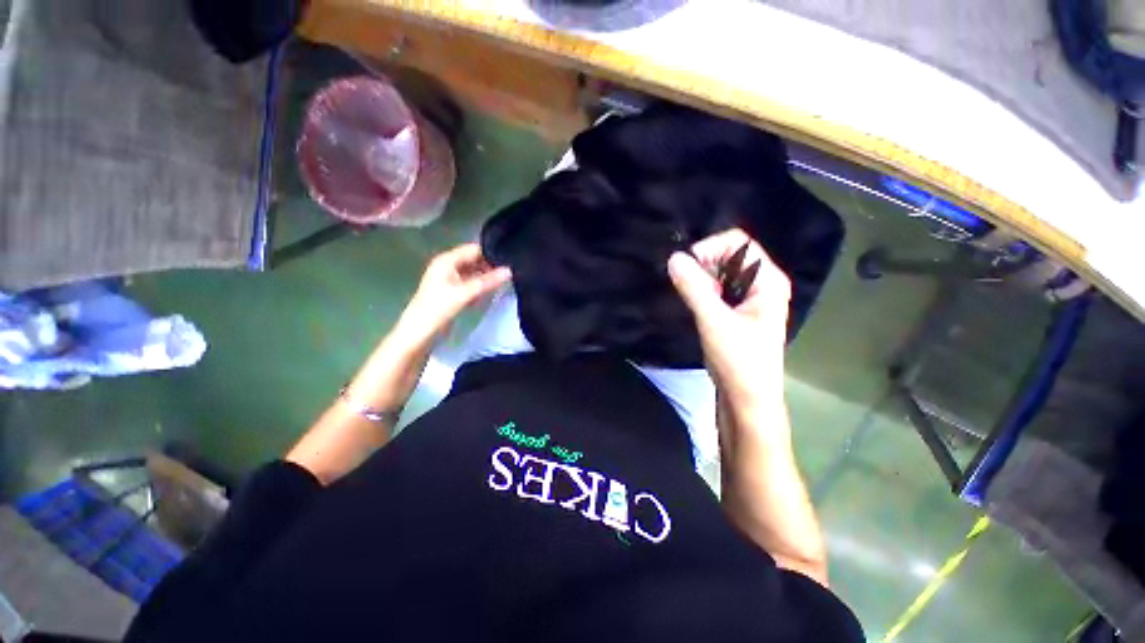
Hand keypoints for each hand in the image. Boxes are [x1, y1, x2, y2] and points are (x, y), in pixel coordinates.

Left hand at [399, 243, 511, 342]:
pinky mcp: (452, 291)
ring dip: (485, 277)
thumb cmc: (439, 307)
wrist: (420, 331)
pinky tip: (490, 292)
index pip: (473, 249)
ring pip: (473, 273)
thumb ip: (488, 281)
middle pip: (474, 260)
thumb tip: (510, 271)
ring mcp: (449, 278)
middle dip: (490, 266)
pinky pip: (470, 283)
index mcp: (447, 260)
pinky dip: (479, 287)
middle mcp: (448, 265)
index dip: (491, 253)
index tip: (509, 259)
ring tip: (504, 281)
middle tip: (510, 272)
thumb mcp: (465, 292)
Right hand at [667, 228, 789, 407]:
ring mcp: (749, 297)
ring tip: (691, 298)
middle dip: (704, 265)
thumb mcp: (714, 322)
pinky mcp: (736, 310)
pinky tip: (694, 305)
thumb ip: (694, 288)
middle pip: (729, 255)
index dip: (710, 248)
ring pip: (720, 272)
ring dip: (701, 279)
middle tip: (688, 287)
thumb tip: (674, 258)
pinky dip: (702, 291)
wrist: (746, 399)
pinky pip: (716, 288)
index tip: (687, 267)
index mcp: (768, 281)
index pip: (739, 243)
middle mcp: (762, 284)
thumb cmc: (739, 361)